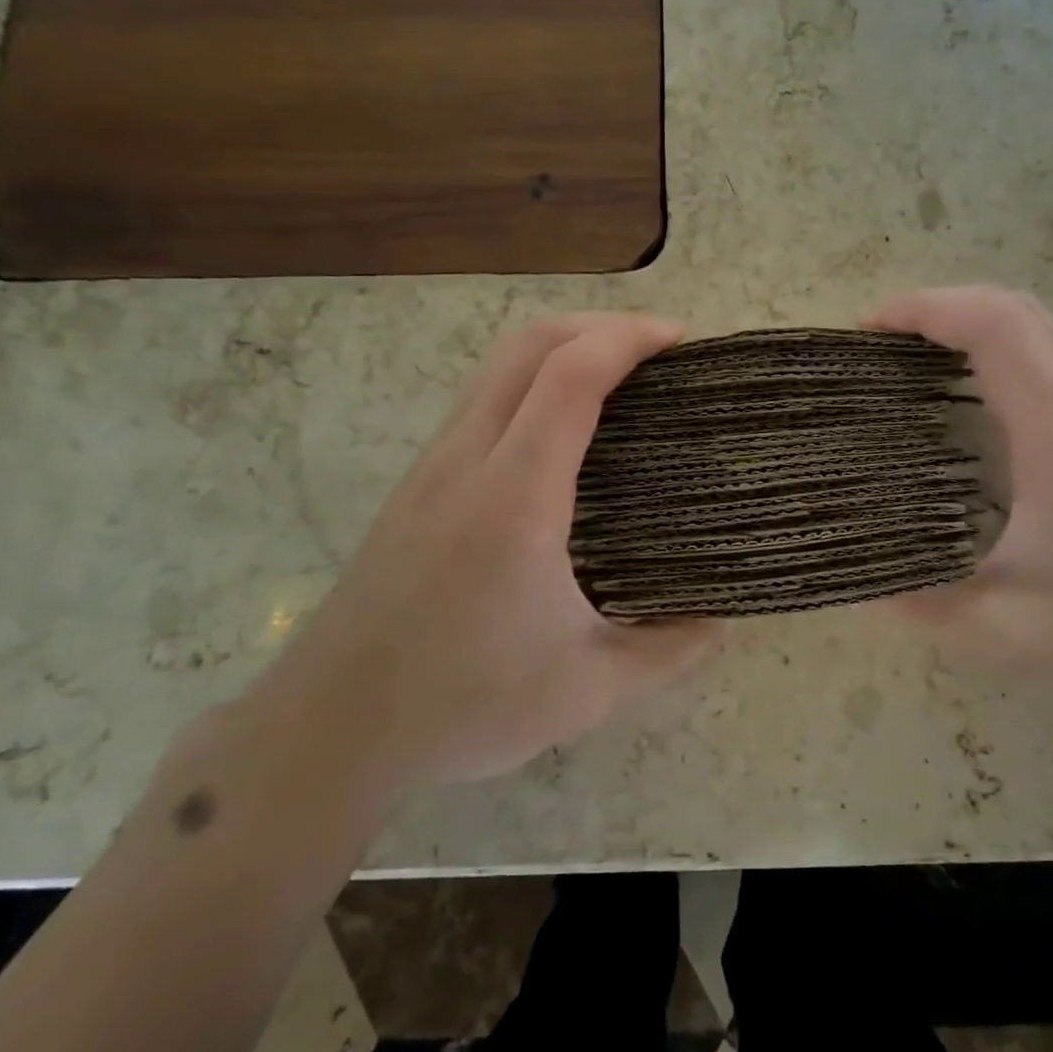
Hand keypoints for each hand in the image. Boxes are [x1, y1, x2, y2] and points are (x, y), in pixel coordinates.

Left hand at [260, 314, 721, 792]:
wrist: (329, 726)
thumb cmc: (462, 704)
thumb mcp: (585, 690)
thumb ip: (666, 652)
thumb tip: (723, 621)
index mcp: (516, 497)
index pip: (571, 376)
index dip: (628, 339)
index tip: (678, 340)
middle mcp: (469, 460)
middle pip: (529, 344)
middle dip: (598, 325)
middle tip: (655, 348)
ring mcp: (433, 466)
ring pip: (497, 365)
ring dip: (560, 347)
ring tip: (616, 376)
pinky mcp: (416, 483)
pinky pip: (480, 398)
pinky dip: (529, 380)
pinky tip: (558, 427)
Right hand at [870, 286, 1052, 721]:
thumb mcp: (1008, 632)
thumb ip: (920, 606)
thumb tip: (854, 585)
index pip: (994, 325)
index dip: (925, 308)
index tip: (868, 327)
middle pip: (1015, 311)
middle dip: (941, 307)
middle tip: (881, 343)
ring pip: (1037, 334)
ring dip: (970, 330)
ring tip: (911, 366)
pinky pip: (1047, 367)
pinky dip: (995, 360)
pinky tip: (966, 410)